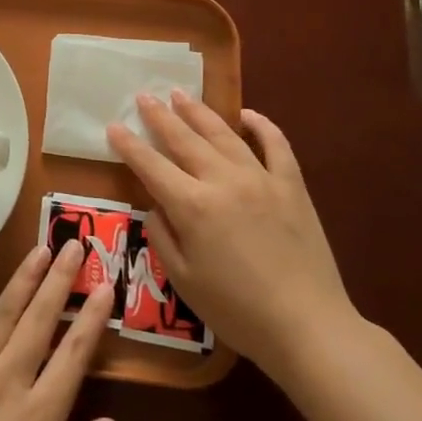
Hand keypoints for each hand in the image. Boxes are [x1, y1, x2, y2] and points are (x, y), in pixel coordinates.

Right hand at [108, 92, 358, 374]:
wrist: (308, 327)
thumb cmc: (237, 311)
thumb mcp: (183, 280)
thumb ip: (162, 236)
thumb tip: (155, 206)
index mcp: (191, 206)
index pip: (150, 165)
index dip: (129, 145)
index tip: (113, 125)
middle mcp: (222, 180)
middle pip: (183, 139)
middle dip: (159, 116)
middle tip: (144, 96)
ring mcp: (260, 178)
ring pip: (223, 133)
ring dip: (198, 111)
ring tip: (180, 94)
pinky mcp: (291, 185)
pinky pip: (276, 145)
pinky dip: (261, 125)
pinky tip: (247, 115)